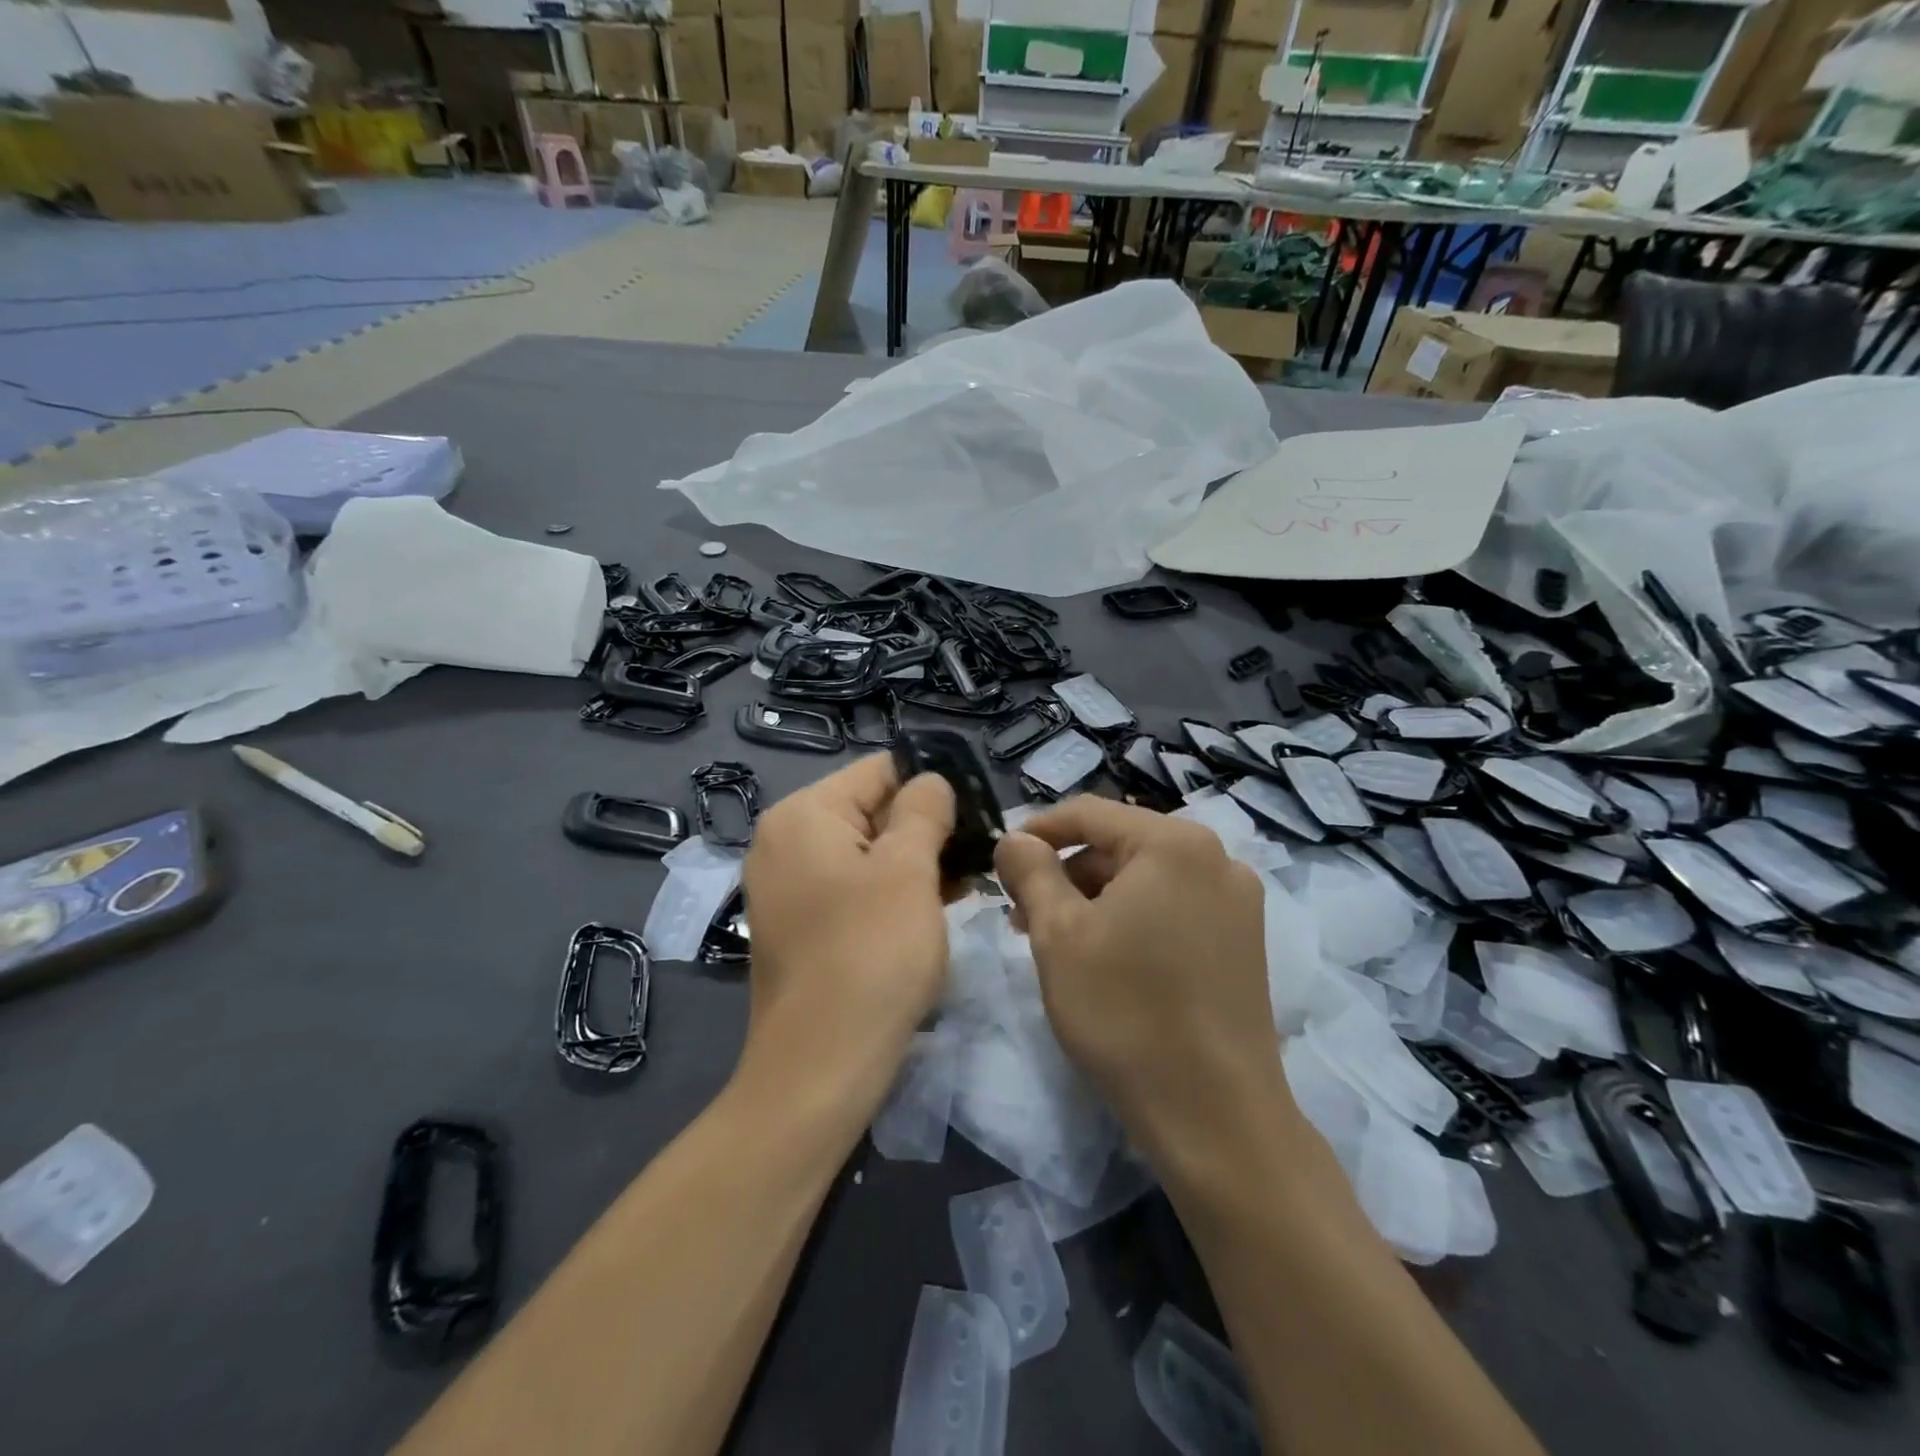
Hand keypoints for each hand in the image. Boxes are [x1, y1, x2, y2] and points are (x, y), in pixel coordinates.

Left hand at [739, 754, 955, 1103]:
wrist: (821, 1065)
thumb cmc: (871, 954)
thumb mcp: (908, 870)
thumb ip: (923, 811)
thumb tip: (931, 781)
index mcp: (803, 815)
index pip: (880, 771)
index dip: (932, 786)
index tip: (976, 816)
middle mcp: (784, 842)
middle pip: (870, 811)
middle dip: (925, 830)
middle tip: (975, 856)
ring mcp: (787, 887)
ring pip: (866, 853)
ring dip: (914, 864)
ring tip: (963, 885)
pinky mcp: (799, 926)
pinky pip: (852, 889)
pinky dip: (890, 893)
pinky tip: (931, 911)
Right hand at [993, 796, 1289, 1155]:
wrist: (1215, 1115)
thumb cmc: (1125, 1012)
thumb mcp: (1058, 935)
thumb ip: (1031, 872)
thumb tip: (1015, 839)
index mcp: (1174, 843)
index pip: (1089, 813)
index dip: (1038, 831)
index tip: (1002, 861)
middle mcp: (1217, 858)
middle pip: (1120, 845)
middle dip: (1066, 872)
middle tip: (1023, 915)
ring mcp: (1238, 901)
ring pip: (1146, 878)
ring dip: (1095, 898)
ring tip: (1058, 942)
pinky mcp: (1245, 941)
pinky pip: (1174, 907)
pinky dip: (1132, 918)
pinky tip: (1106, 958)